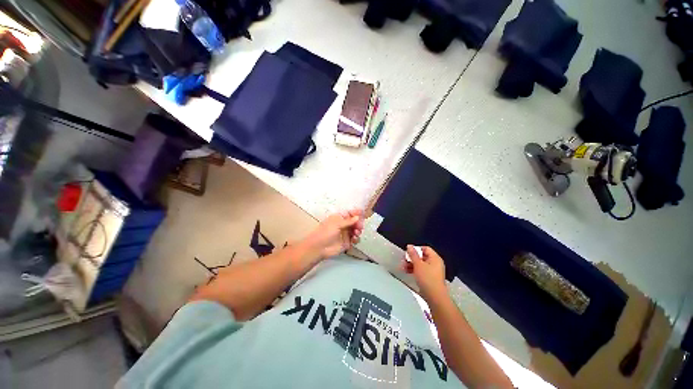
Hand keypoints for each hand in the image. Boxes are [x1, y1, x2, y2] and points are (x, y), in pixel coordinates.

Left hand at [302, 209, 363, 259]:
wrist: (319, 248)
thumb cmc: (325, 232)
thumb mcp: (336, 224)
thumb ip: (348, 221)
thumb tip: (358, 217)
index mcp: (339, 218)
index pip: (350, 213)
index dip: (356, 213)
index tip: (363, 213)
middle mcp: (343, 225)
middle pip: (355, 222)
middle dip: (359, 223)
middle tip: (360, 226)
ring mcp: (345, 233)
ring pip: (356, 230)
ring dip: (358, 230)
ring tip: (356, 233)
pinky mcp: (347, 242)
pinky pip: (355, 239)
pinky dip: (356, 239)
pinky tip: (354, 239)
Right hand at [402, 245, 446, 301]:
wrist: (434, 297)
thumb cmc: (427, 278)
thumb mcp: (418, 264)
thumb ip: (413, 254)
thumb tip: (409, 246)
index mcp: (435, 258)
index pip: (425, 248)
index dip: (416, 249)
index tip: (408, 253)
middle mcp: (435, 263)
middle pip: (422, 256)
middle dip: (412, 258)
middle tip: (404, 261)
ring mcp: (433, 271)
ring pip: (421, 264)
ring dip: (411, 264)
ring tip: (403, 268)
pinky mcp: (430, 278)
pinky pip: (422, 271)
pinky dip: (415, 270)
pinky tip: (407, 272)